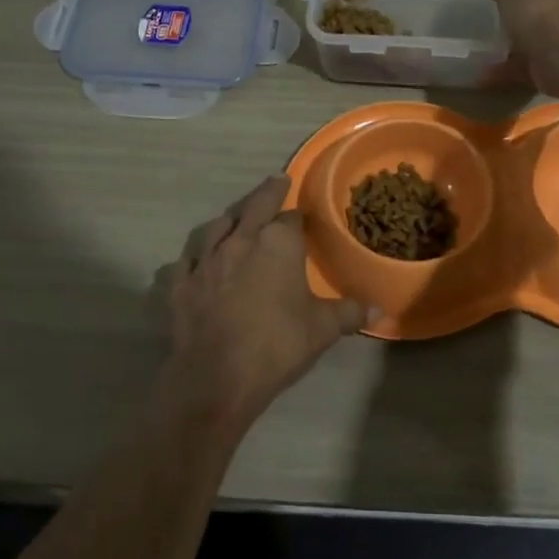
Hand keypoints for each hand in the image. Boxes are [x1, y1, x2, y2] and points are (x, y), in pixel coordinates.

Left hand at [153, 176, 368, 441]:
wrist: (217, 376)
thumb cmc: (277, 344)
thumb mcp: (323, 329)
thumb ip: (350, 313)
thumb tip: (379, 311)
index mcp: (277, 243)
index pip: (291, 218)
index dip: (299, 216)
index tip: (303, 216)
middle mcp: (239, 241)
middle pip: (253, 207)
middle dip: (266, 193)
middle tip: (275, 181)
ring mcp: (204, 261)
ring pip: (216, 227)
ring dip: (229, 219)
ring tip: (235, 217)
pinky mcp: (179, 284)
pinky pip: (186, 261)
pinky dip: (194, 256)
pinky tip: (196, 261)